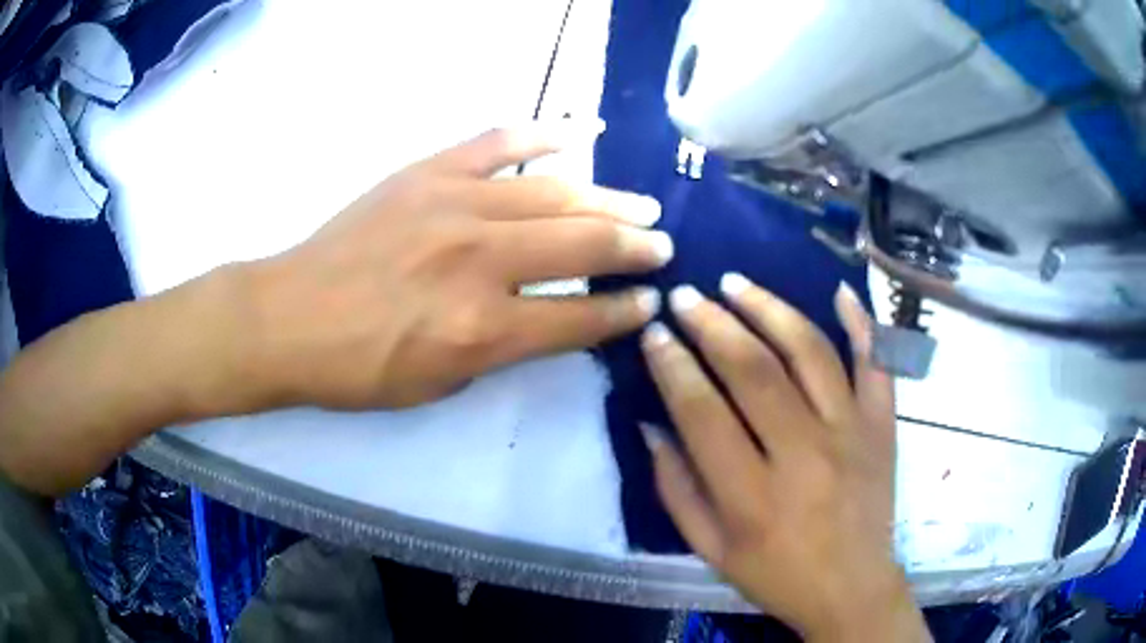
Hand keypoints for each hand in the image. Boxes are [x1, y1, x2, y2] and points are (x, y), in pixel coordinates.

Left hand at [236, 123, 669, 408]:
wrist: (290, 317)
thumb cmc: (360, 368)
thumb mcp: (440, 383)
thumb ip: (504, 348)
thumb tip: (551, 317)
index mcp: (482, 329)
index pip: (580, 317)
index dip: (623, 310)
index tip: (650, 300)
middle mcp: (480, 262)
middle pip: (583, 244)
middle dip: (634, 247)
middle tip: (663, 246)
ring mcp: (454, 205)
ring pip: (555, 193)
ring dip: (608, 199)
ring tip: (642, 205)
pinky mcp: (428, 172)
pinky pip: (498, 142)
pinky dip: (542, 135)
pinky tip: (578, 137)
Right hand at [640, 276, 930, 641]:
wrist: (852, 588)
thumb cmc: (777, 575)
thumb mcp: (711, 549)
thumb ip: (676, 489)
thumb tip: (650, 425)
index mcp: (752, 496)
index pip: (702, 413)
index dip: (673, 366)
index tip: (655, 333)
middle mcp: (804, 455)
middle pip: (753, 370)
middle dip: (711, 324)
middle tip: (685, 296)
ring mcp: (851, 433)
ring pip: (810, 352)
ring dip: (769, 309)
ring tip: (736, 283)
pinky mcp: (882, 426)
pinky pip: (877, 363)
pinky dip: (862, 322)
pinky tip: (839, 290)